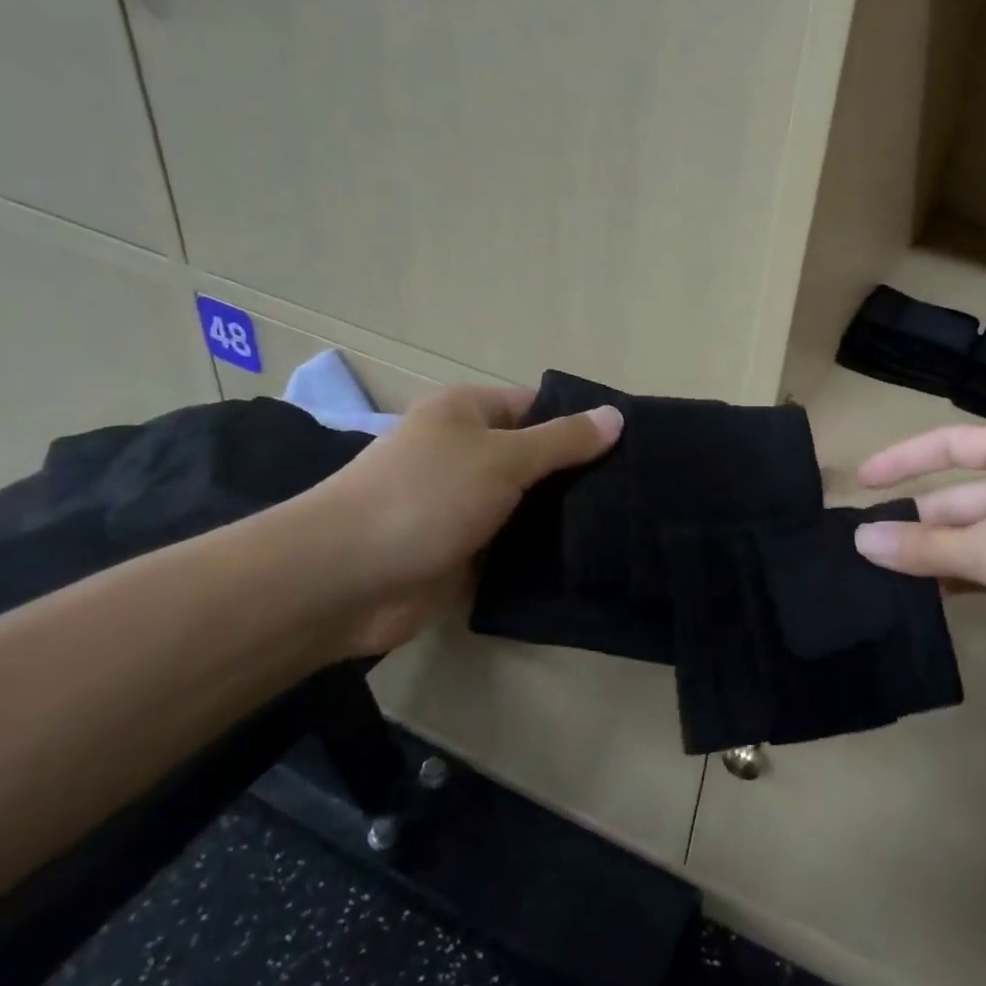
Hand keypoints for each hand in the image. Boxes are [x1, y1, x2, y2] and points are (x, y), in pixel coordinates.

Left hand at [292, 385, 621, 654]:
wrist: (346, 579)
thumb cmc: (426, 497)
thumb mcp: (504, 457)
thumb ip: (563, 440)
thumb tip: (617, 416)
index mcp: (467, 414)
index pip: (538, 406)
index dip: (581, 422)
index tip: (632, 445)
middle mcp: (465, 453)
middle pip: (536, 457)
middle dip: (579, 474)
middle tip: (638, 491)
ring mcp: (463, 504)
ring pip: (527, 504)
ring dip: (563, 516)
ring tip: (627, 524)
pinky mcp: (462, 550)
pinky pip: (513, 544)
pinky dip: (541, 551)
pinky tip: (589, 558)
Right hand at [851, 426, 985, 690]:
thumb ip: (925, 546)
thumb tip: (861, 538)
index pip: (950, 444)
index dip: (902, 459)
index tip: (860, 483)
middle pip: (961, 495)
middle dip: (917, 521)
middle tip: (864, 549)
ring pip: (978, 536)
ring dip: (937, 555)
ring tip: (884, 578)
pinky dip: (966, 578)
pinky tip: (932, 600)